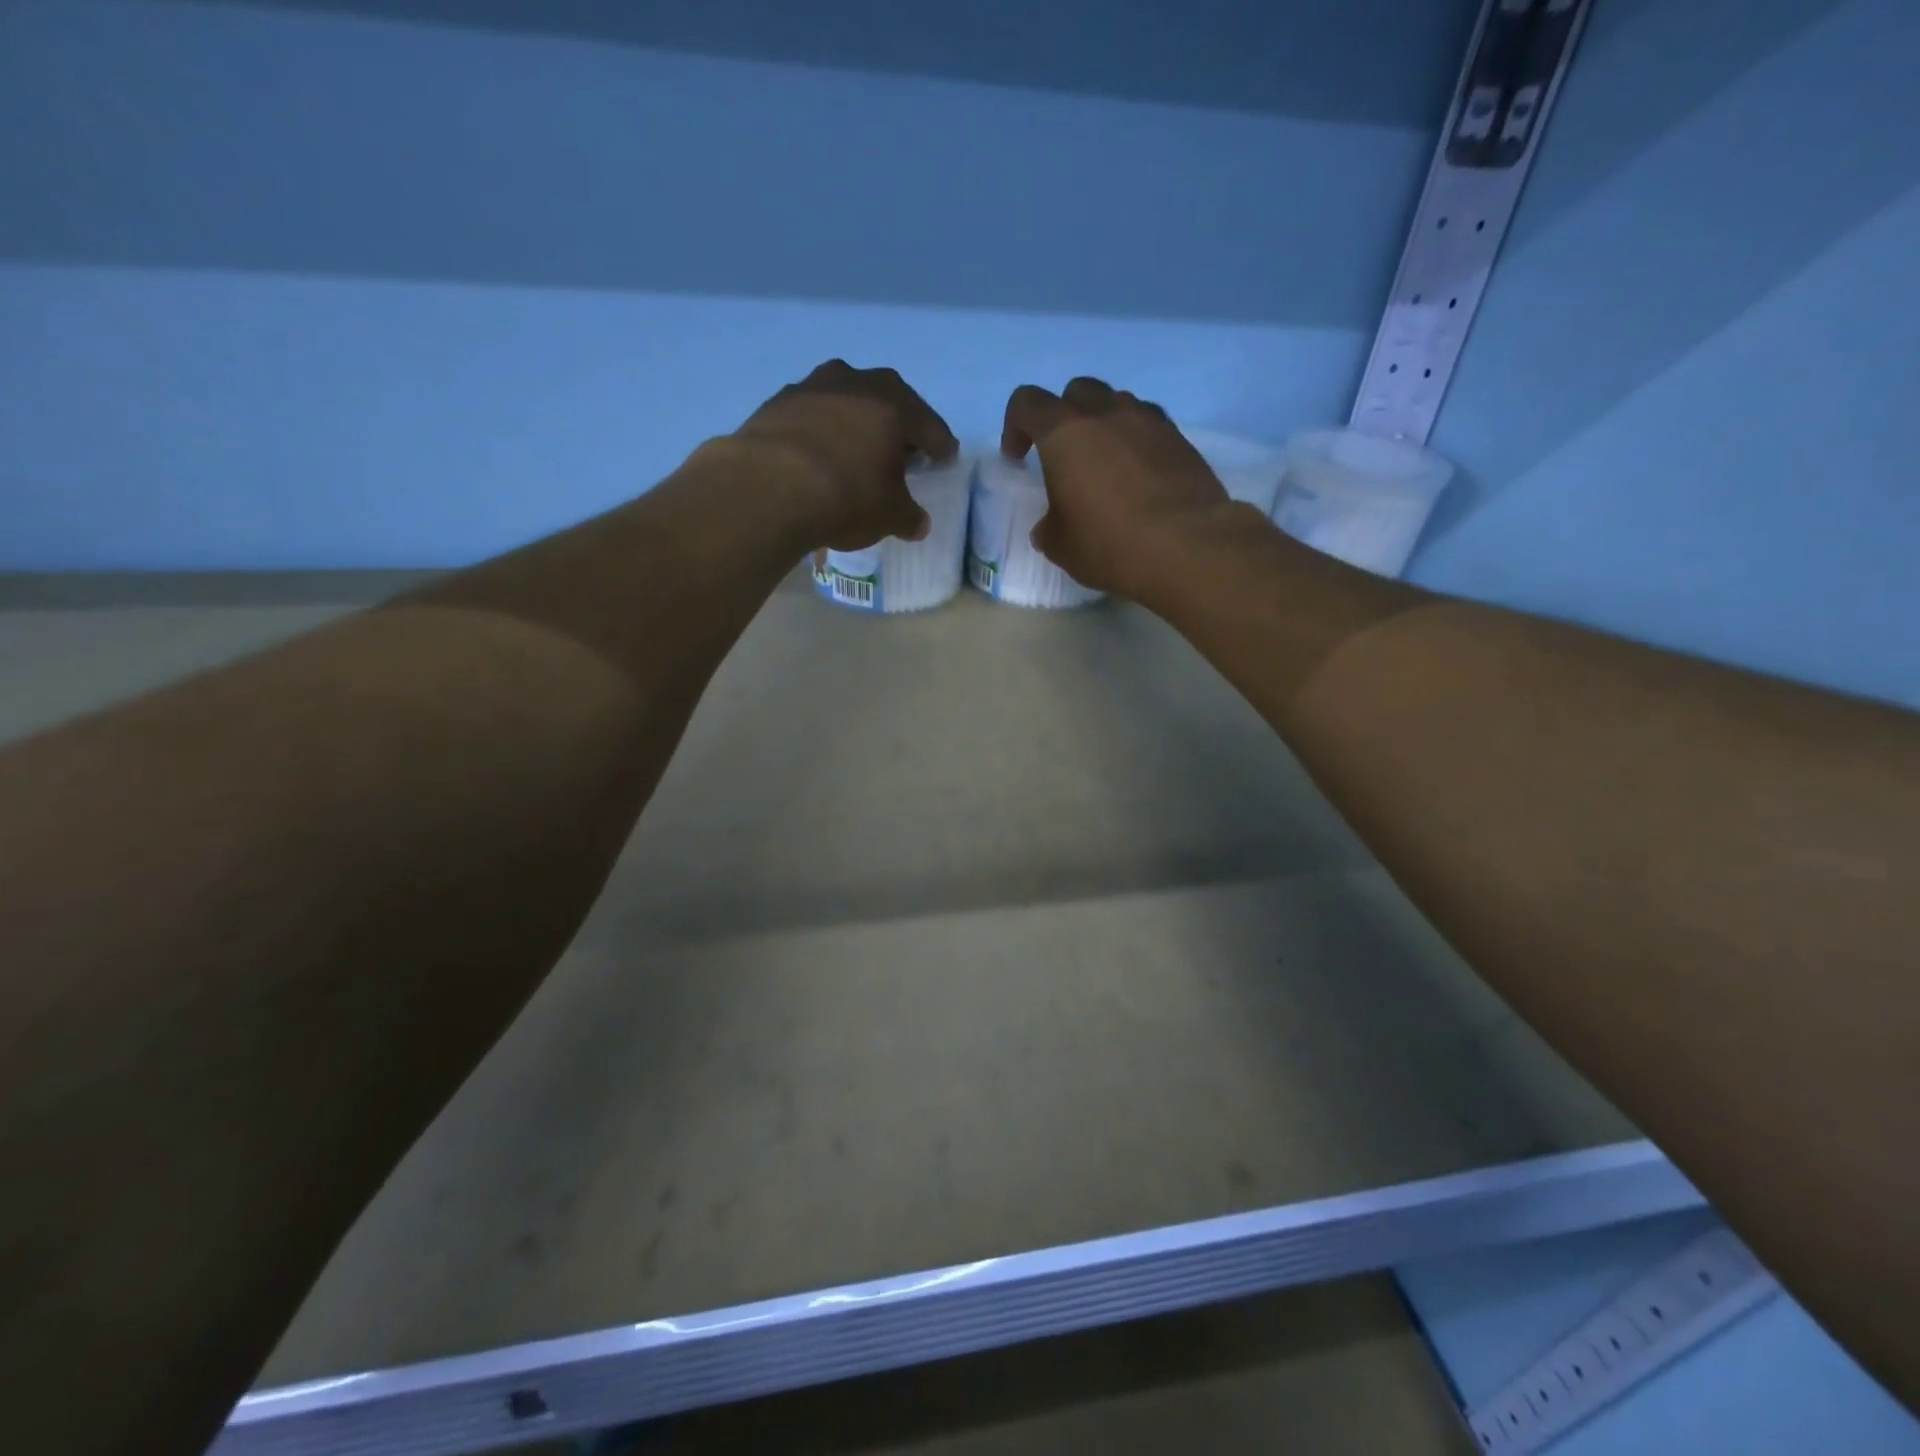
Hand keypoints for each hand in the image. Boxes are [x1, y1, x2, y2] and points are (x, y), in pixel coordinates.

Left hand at [734, 360, 958, 552]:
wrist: (766, 488)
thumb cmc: (845, 497)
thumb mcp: (888, 515)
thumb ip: (908, 516)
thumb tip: (918, 523)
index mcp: (894, 405)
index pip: (929, 425)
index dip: (941, 445)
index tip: (946, 458)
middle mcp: (856, 383)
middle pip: (888, 401)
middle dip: (897, 425)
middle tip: (902, 450)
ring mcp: (812, 387)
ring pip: (846, 402)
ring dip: (855, 422)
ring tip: (856, 449)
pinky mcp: (776, 403)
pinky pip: (812, 416)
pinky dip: (821, 432)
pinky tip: (818, 455)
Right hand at [1002, 376, 1237, 599]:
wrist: (1187, 546)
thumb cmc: (1109, 543)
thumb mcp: (1060, 545)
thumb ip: (1048, 525)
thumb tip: (1051, 524)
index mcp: (1064, 432)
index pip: (1027, 403)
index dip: (1015, 426)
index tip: (1019, 459)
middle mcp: (1105, 412)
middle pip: (1076, 391)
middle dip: (1063, 417)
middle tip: (1064, 456)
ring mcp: (1148, 420)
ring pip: (1116, 403)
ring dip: (1103, 425)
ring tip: (1105, 465)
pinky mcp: (1180, 438)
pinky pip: (1148, 425)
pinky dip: (1136, 440)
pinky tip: (1138, 475)